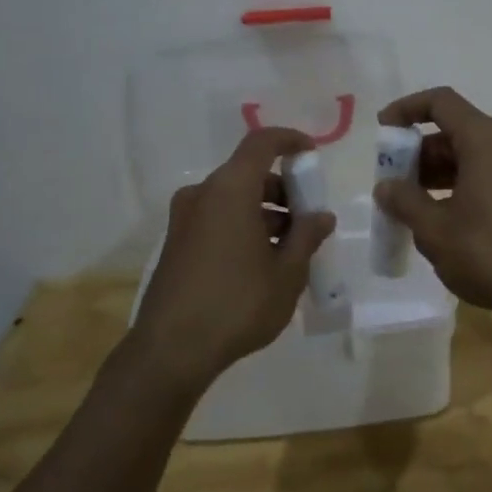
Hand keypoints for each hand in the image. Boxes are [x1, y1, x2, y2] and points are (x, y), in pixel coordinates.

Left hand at [129, 126, 336, 384]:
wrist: (170, 351)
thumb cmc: (237, 304)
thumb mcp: (287, 273)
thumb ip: (307, 236)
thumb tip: (321, 216)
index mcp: (230, 190)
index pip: (261, 143)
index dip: (290, 140)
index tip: (312, 155)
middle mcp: (202, 195)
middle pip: (248, 173)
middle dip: (283, 189)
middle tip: (308, 220)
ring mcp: (183, 220)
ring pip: (233, 199)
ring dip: (264, 212)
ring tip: (290, 248)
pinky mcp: (175, 244)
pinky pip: (217, 219)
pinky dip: (243, 226)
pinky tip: (261, 263)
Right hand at [373, 88, 491, 323]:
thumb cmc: (489, 254)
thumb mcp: (435, 230)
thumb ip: (405, 201)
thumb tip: (386, 187)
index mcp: (486, 141)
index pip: (441, 102)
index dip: (407, 109)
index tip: (383, 131)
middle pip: (456, 130)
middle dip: (419, 151)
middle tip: (393, 181)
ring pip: (473, 154)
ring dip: (439, 171)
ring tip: (412, 204)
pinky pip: (490, 173)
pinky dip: (462, 183)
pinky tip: (444, 216)